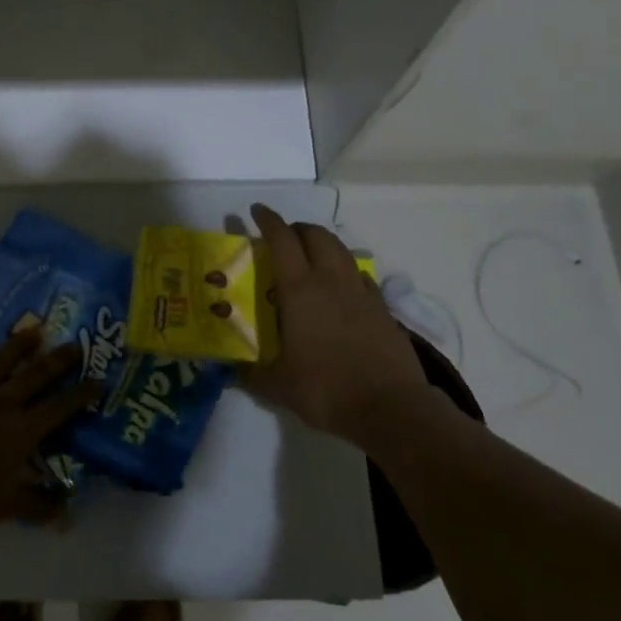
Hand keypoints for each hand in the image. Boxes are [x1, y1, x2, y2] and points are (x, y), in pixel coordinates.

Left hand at [0, 331, 96, 549]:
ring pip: (0, 360)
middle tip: (75, 345)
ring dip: (19, 344)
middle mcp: (1, 404)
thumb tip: (68, 513)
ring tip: (33, 331)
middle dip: (59, 359)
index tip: (98, 380)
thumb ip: (39, 506)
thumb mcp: (6, 509)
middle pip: (36, 374)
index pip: (60, 407)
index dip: (81, 393)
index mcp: (21, 431)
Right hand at [244, 203, 432, 447]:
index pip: (282, 240)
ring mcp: (362, 292)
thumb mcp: (278, 386)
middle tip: (283, 238)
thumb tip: (230, 370)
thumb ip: (250, 373)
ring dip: (323, 244)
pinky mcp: (383, 309)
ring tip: (310, 257)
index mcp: (300, 290)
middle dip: (297, 229)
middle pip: (316, 235)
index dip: (268, 221)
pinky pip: (360, 275)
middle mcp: (331, 281)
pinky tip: (340, 289)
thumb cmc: (326, 390)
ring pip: (341, 251)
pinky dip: (345, 270)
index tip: (257, 211)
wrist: (390, 408)